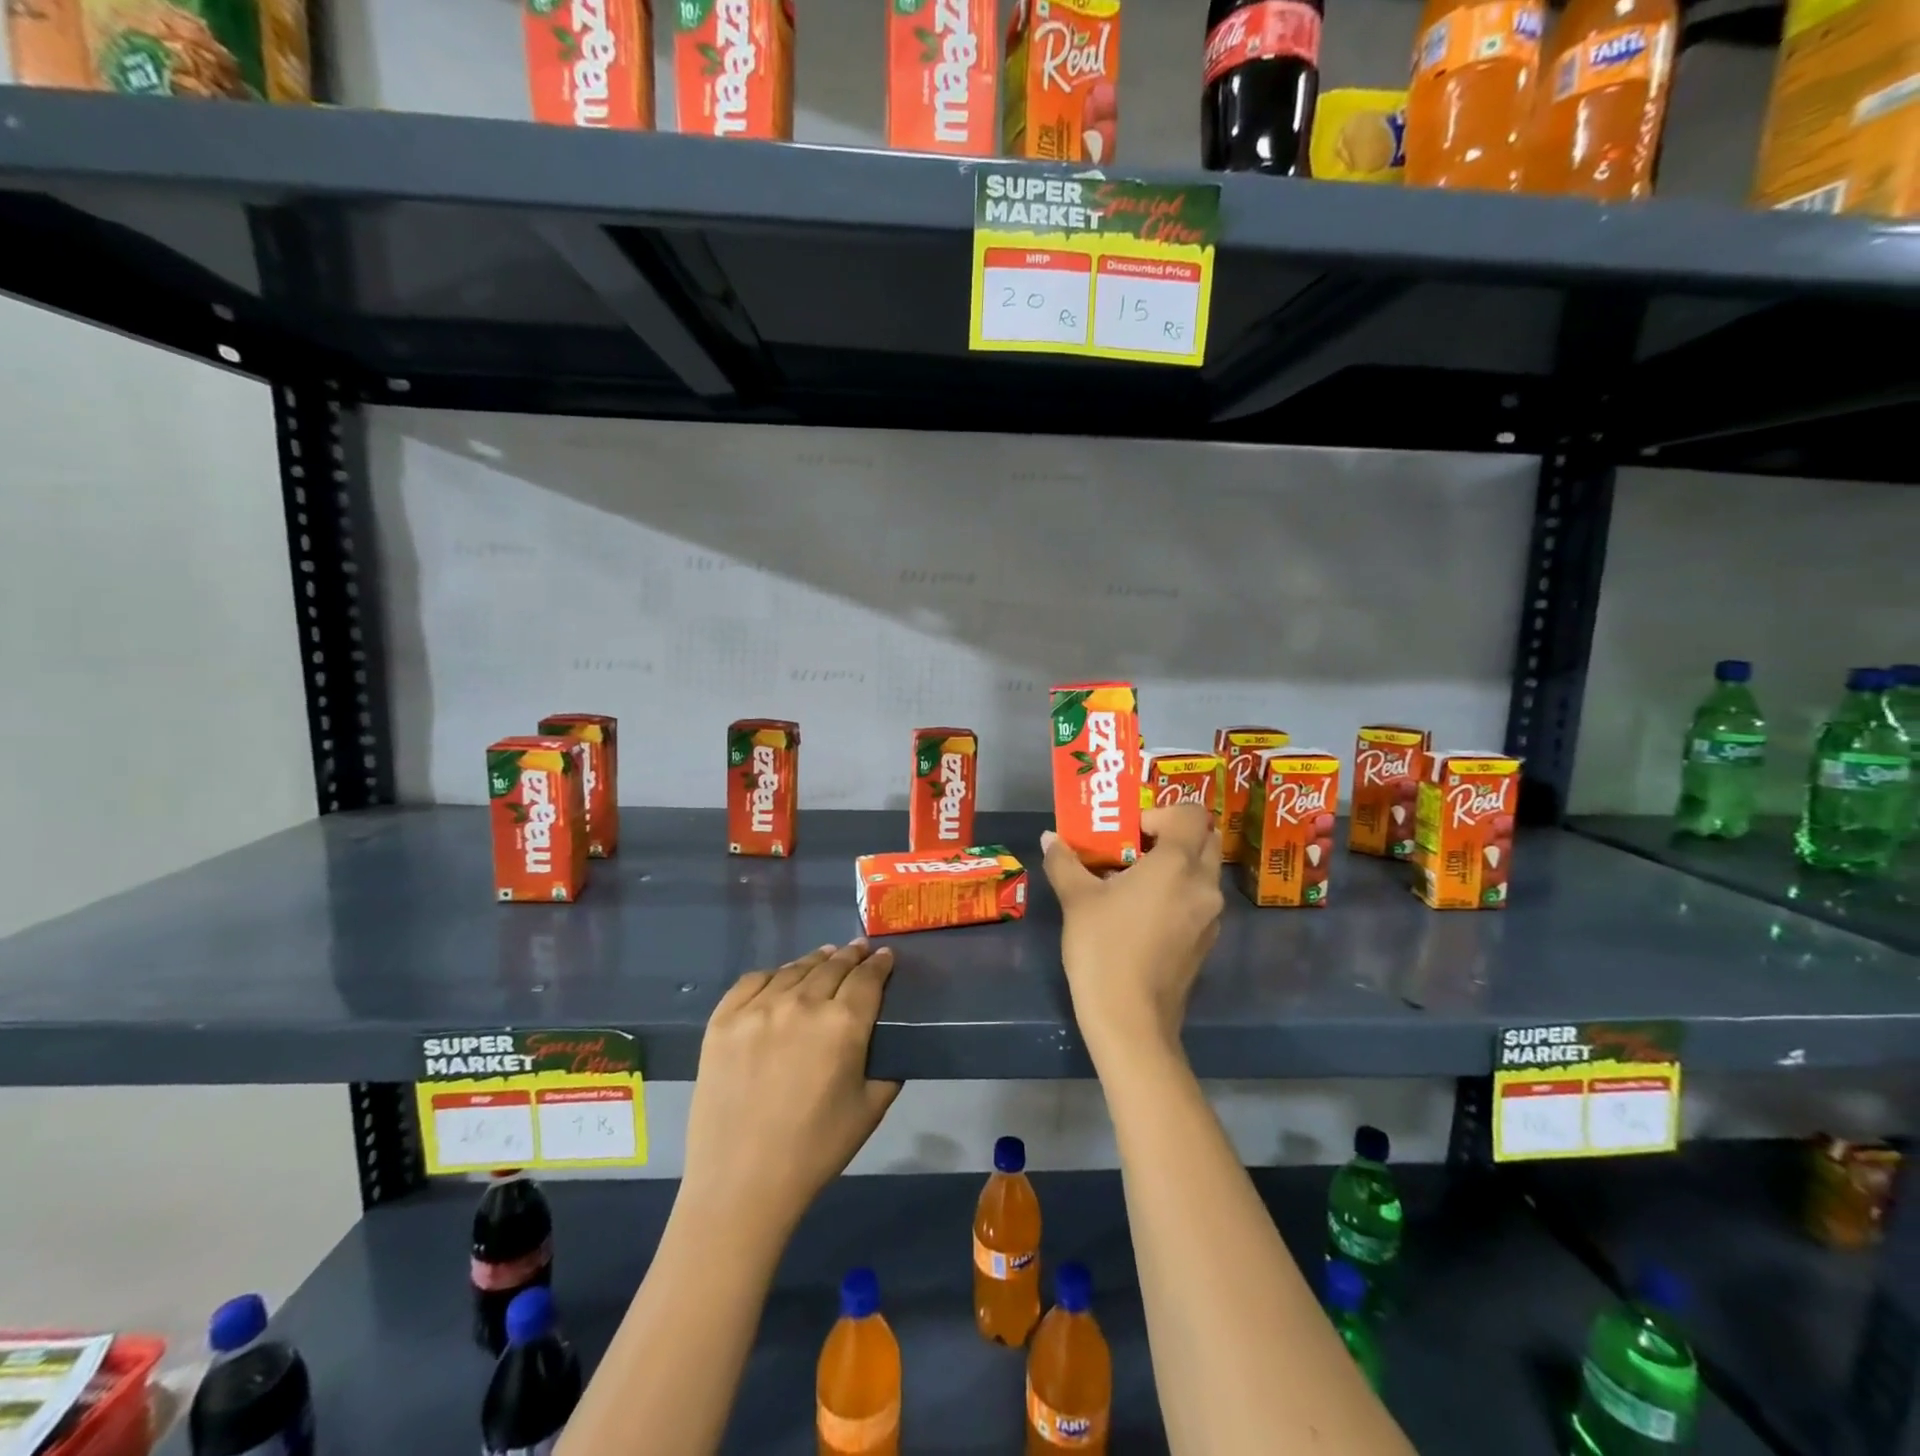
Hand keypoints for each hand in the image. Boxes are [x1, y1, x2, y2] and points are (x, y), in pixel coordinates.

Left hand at [681, 942, 901, 1238]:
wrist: (741, 1184)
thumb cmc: (815, 1150)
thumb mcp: (870, 1109)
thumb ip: (887, 1067)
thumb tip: (888, 1040)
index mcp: (843, 1024)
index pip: (868, 977)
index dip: (880, 963)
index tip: (885, 955)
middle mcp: (802, 1003)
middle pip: (833, 965)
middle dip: (851, 955)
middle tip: (859, 949)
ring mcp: (758, 1008)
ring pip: (795, 969)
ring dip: (816, 960)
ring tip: (826, 956)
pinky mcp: (723, 1020)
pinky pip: (753, 981)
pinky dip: (774, 975)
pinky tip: (781, 978)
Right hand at [1042, 804, 1224, 1063]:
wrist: (1130, 1020)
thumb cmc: (1104, 948)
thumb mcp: (1076, 899)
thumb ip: (1065, 860)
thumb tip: (1050, 837)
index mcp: (1177, 864)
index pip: (1190, 813)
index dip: (1159, 812)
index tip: (1128, 831)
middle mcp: (1203, 884)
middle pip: (1205, 838)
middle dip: (1172, 835)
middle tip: (1134, 847)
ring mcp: (1210, 915)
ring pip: (1203, 871)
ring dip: (1175, 865)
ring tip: (1133, 881)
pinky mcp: (1206, 941)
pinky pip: (1198, 900)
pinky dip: (1178, 893)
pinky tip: (1141, 914)